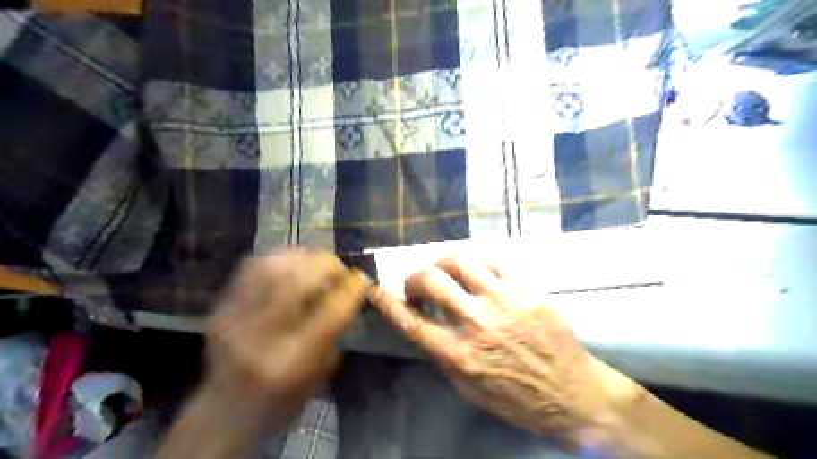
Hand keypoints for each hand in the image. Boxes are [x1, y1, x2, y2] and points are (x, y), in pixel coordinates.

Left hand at [206, 249, 368, 420]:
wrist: (225, 412)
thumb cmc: (283, 400)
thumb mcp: (321, 373)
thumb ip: (337, 330)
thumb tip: (349, 291)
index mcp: (292, 361)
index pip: (331, 311)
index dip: (352, 288)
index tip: (362, 279)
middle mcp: (261, 336)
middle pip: (298, 280)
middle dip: (328, 265)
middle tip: (340, 269)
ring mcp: (236, 317)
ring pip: (272, 266)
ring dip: (303, 257)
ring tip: (317, 264)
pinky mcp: (221, 307)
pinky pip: (252, 267)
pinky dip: (280, 258)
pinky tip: (293, 264)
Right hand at [370, 257, 637, 449]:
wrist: (571, 394)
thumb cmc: (515, 398)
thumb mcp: (467, 388)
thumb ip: (442, 354)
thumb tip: (423, 324)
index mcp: (458, 355)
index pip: (410, 322)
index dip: (387, 302)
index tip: (375, 289)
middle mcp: (476, 323)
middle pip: (431, 281)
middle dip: (415, 278)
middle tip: (418, 285)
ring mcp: (503, 301)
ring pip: (460, 260)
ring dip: (443, 262)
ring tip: (445, 270)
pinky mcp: (526, 288)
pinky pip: (493, 259)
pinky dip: (476, 260)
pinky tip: (475, 268)